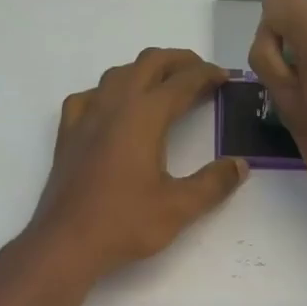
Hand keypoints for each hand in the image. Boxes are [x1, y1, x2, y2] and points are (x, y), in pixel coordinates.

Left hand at [28, 48, 247, 278]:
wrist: (66, 243)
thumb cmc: (124, 224)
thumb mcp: (179, 207)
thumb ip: (213, 184)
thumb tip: (239, 165)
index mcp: (143, 116)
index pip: (182, 82)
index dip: (207, 75)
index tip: (225, 77)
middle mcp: (113, 106)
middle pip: (148, 64)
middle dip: (178, 62)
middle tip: (201, 73)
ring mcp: (86, 117)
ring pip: (118, 75)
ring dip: (145, 71)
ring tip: (164, 86)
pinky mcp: (68, 134)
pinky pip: (89, 97)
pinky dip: (109, 92)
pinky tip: (113, 109)